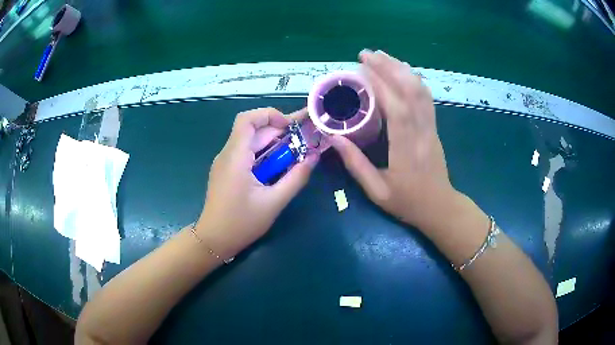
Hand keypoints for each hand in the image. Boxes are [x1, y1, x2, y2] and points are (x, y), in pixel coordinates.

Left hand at [196, 108, 318, 258]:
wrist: (214, 240)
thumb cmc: (241, 223)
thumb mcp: (273, 202)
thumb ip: (296, 178)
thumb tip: (314, 156)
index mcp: (235, 157)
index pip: (247, 119)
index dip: (269, 115)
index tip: (290, 126)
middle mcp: (227, 154)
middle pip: (252, 130)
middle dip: (279, 130)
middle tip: (304, 136)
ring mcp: (225, 163)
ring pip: (250, 142)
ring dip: (273, 143)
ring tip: (297, 150)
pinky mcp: (226, 171)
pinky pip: (246, 154)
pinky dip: (264, 154)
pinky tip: (278, 165)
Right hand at [330, 50, 454, 230]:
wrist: (440, 207)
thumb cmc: (408, 202)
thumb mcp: (377, 191)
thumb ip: (355, 164)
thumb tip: (334, 138)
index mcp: (406, 149)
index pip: (396, 108)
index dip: (380, 84)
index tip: (361, 68)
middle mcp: (422, 132)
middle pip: (410, 91)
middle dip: (389, 67)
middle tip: (367, 54)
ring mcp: (431, 127)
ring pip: (420, 90)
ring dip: (402, 69)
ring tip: (382, 56)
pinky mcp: (434, 126)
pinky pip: (426, 97)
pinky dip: (413, 80)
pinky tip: (402, 71)